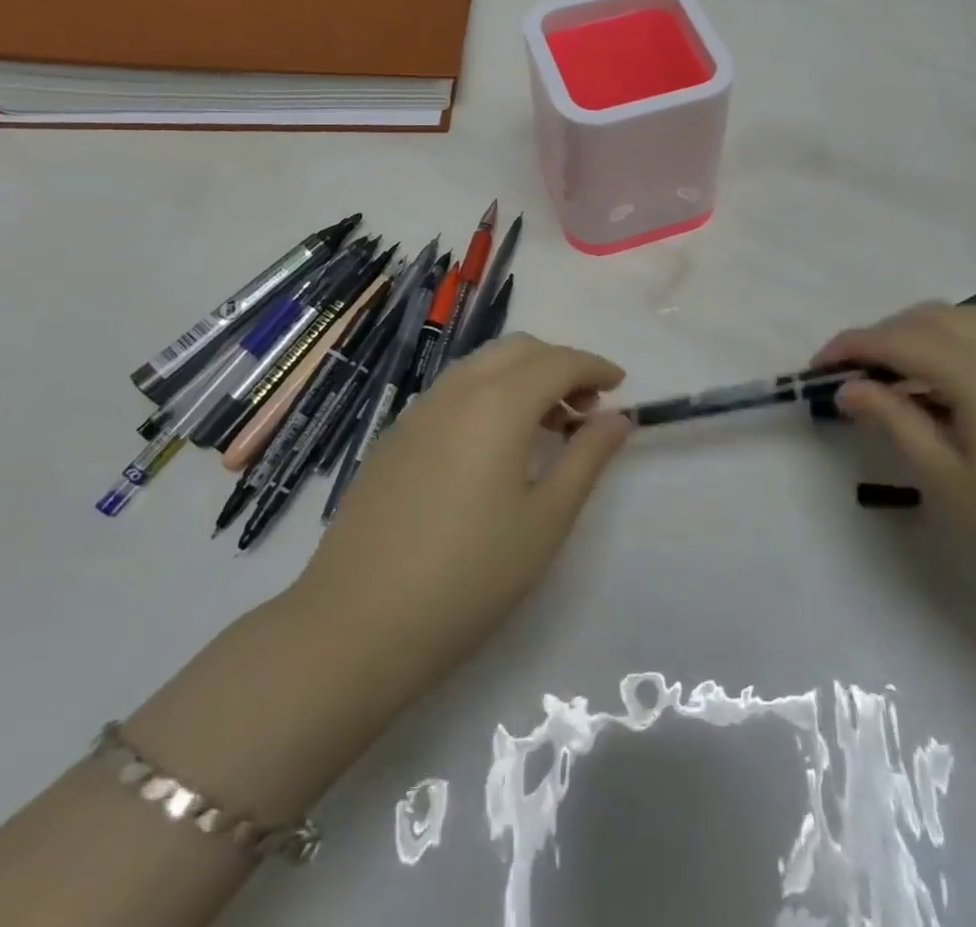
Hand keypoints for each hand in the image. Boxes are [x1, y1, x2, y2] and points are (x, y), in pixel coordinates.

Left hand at [291, 334, 631, 708]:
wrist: (355, 626)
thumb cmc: (469, 576)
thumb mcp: (545, 521)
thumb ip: (586, 458)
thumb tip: (618, 418)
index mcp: (497, 403)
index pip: (558, 362)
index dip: (594, 367)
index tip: (620, 387)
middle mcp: (455, 391)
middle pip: (518, 350)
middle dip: (559, 365)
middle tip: (585, 411)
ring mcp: (417, 412)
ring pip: (481, 367)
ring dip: (522, 379)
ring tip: (546, 429)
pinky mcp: (393, 438)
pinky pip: (452, 392)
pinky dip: (488, 396)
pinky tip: (493, 449)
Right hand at [816, 303, 975, 646]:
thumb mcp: (950, 481)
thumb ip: (896, 421)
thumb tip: (849, 389)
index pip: (896, 340)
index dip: (850, 348)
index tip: (815, 369)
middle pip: (928, 318)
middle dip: (881, 336)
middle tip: (850, 376)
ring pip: (961, 323)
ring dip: (916, 337)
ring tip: (889, 380)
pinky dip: (950, 349)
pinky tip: (940, 392)